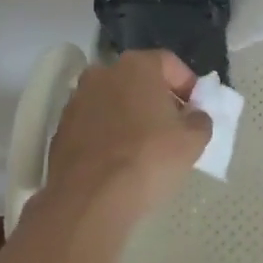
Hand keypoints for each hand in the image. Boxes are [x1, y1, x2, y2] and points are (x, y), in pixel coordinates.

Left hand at [43, 50, 212, 224]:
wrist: (89, 198)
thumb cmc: (148, 158)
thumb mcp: (193, 141)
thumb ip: (200, 121)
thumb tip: (195, 117)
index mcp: (137, 65)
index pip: (170, 63)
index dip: (188, 85)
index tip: (196, 110)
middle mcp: (103, 73)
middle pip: (139, 80)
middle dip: (158, 99)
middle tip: (173, 128)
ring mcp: (77, 100)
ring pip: (114, 101)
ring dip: (130, 117)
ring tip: (145, 147)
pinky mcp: (61, 129)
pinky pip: (94, 125)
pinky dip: (108, 135)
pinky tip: (118, 161)